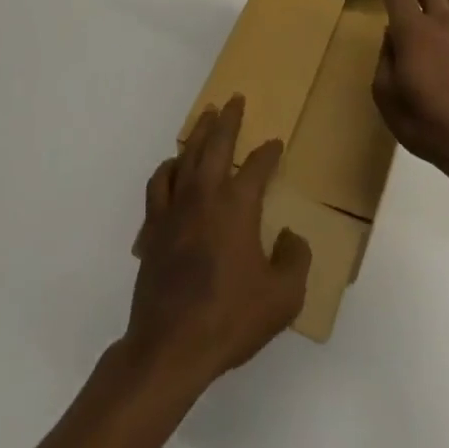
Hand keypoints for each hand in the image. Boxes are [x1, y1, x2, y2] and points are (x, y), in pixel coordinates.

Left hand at [125, 95, 311, 389]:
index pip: (257, 165)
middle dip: (228, 119)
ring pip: (185, 156)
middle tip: (234, 99)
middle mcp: (205, 195)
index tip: (276, 144)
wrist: (170, 347)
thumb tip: (291, 235)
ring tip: (204, 117)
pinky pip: (158, 185)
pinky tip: (172, 167)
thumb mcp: (283, 297)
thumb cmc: (230, 318)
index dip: (269, 152)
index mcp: (237, 204)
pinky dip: (167, 169)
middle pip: (216, 144)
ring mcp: (174, 209)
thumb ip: (296, 259)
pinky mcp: (152, 229)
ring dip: (197, 133)